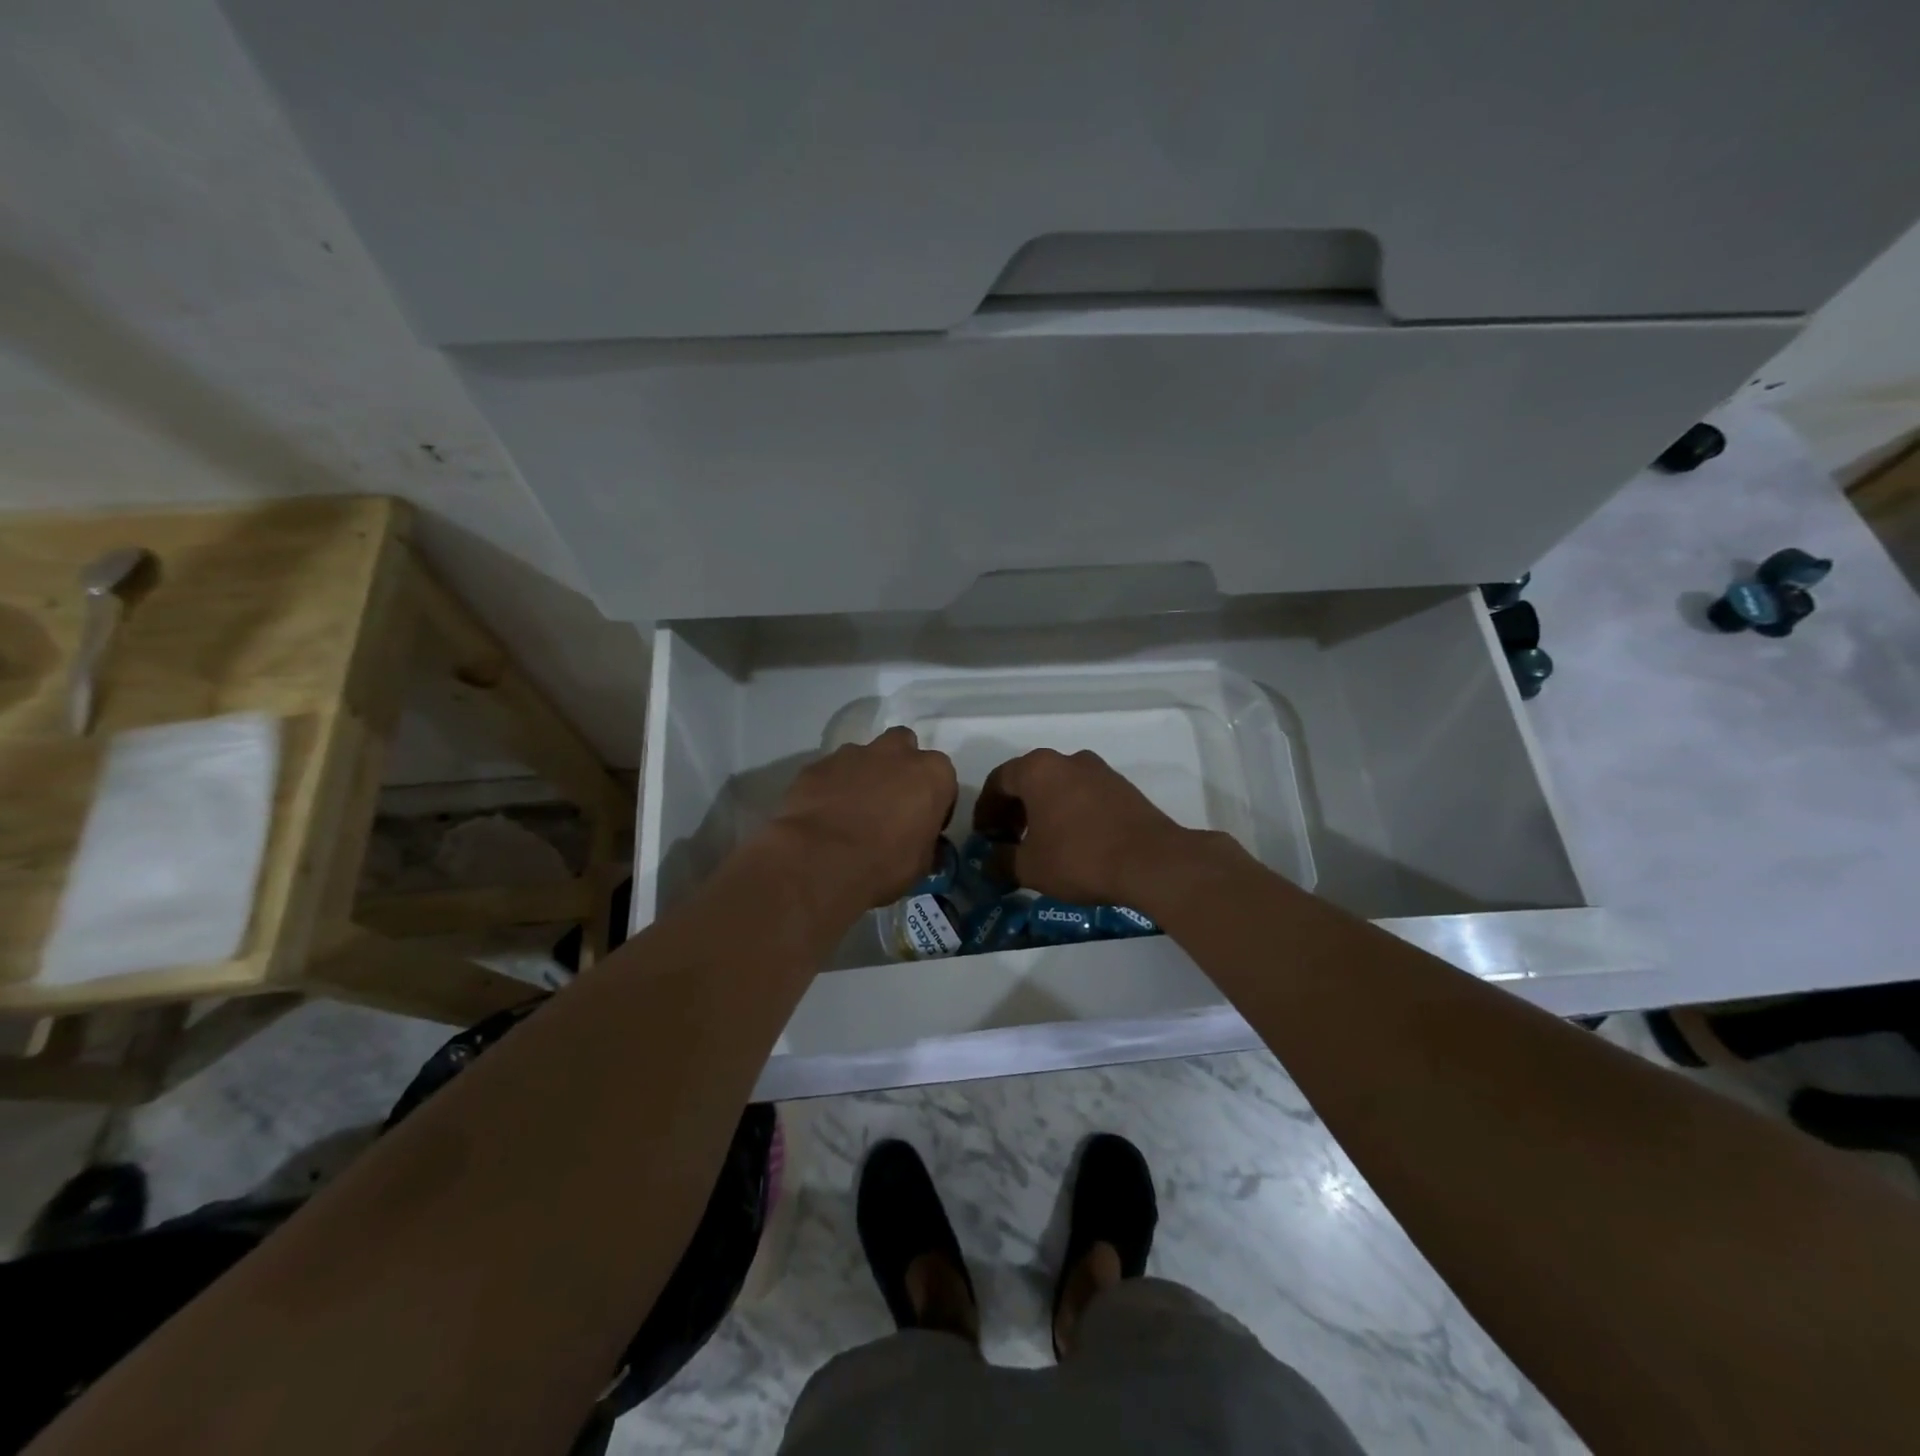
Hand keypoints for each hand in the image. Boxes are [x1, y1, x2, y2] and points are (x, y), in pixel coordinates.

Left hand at [767, 727, 957, 907]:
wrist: (821, 862)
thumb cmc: (885, 864)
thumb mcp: (922, 863)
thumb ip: (926, 842)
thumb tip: (923, 843)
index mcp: (931, 773)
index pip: (942, 778)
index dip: (933, 800)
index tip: (923, 822)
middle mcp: (895, 753)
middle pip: (903, 746)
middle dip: (899, 767)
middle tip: (890, 801)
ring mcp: (852, 754)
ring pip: (864, 756)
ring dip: (863, 776)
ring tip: (852, 811)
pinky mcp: (817, 766)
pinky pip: (831, 773)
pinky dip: (831, 787)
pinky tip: (824, 815)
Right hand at [973, 748, 1199, 907]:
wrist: (1152, 861)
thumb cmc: (1079, 857)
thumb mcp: (1029, 867)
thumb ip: (1000, 861)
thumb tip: (987, 862)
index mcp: (1038, 769)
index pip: (997, 781)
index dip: (985, 810)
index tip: (984, 837)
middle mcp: (1067, 759)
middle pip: (1028, 780)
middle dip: (1013, 810)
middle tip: (1008, 840)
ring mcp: (1099, 770)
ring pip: (1057, 786)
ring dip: (1042, 810)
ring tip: (1040, 843)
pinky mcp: (1122, 786)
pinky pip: (1082, 794)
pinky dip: (1068, 811)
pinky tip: (1072, 841)